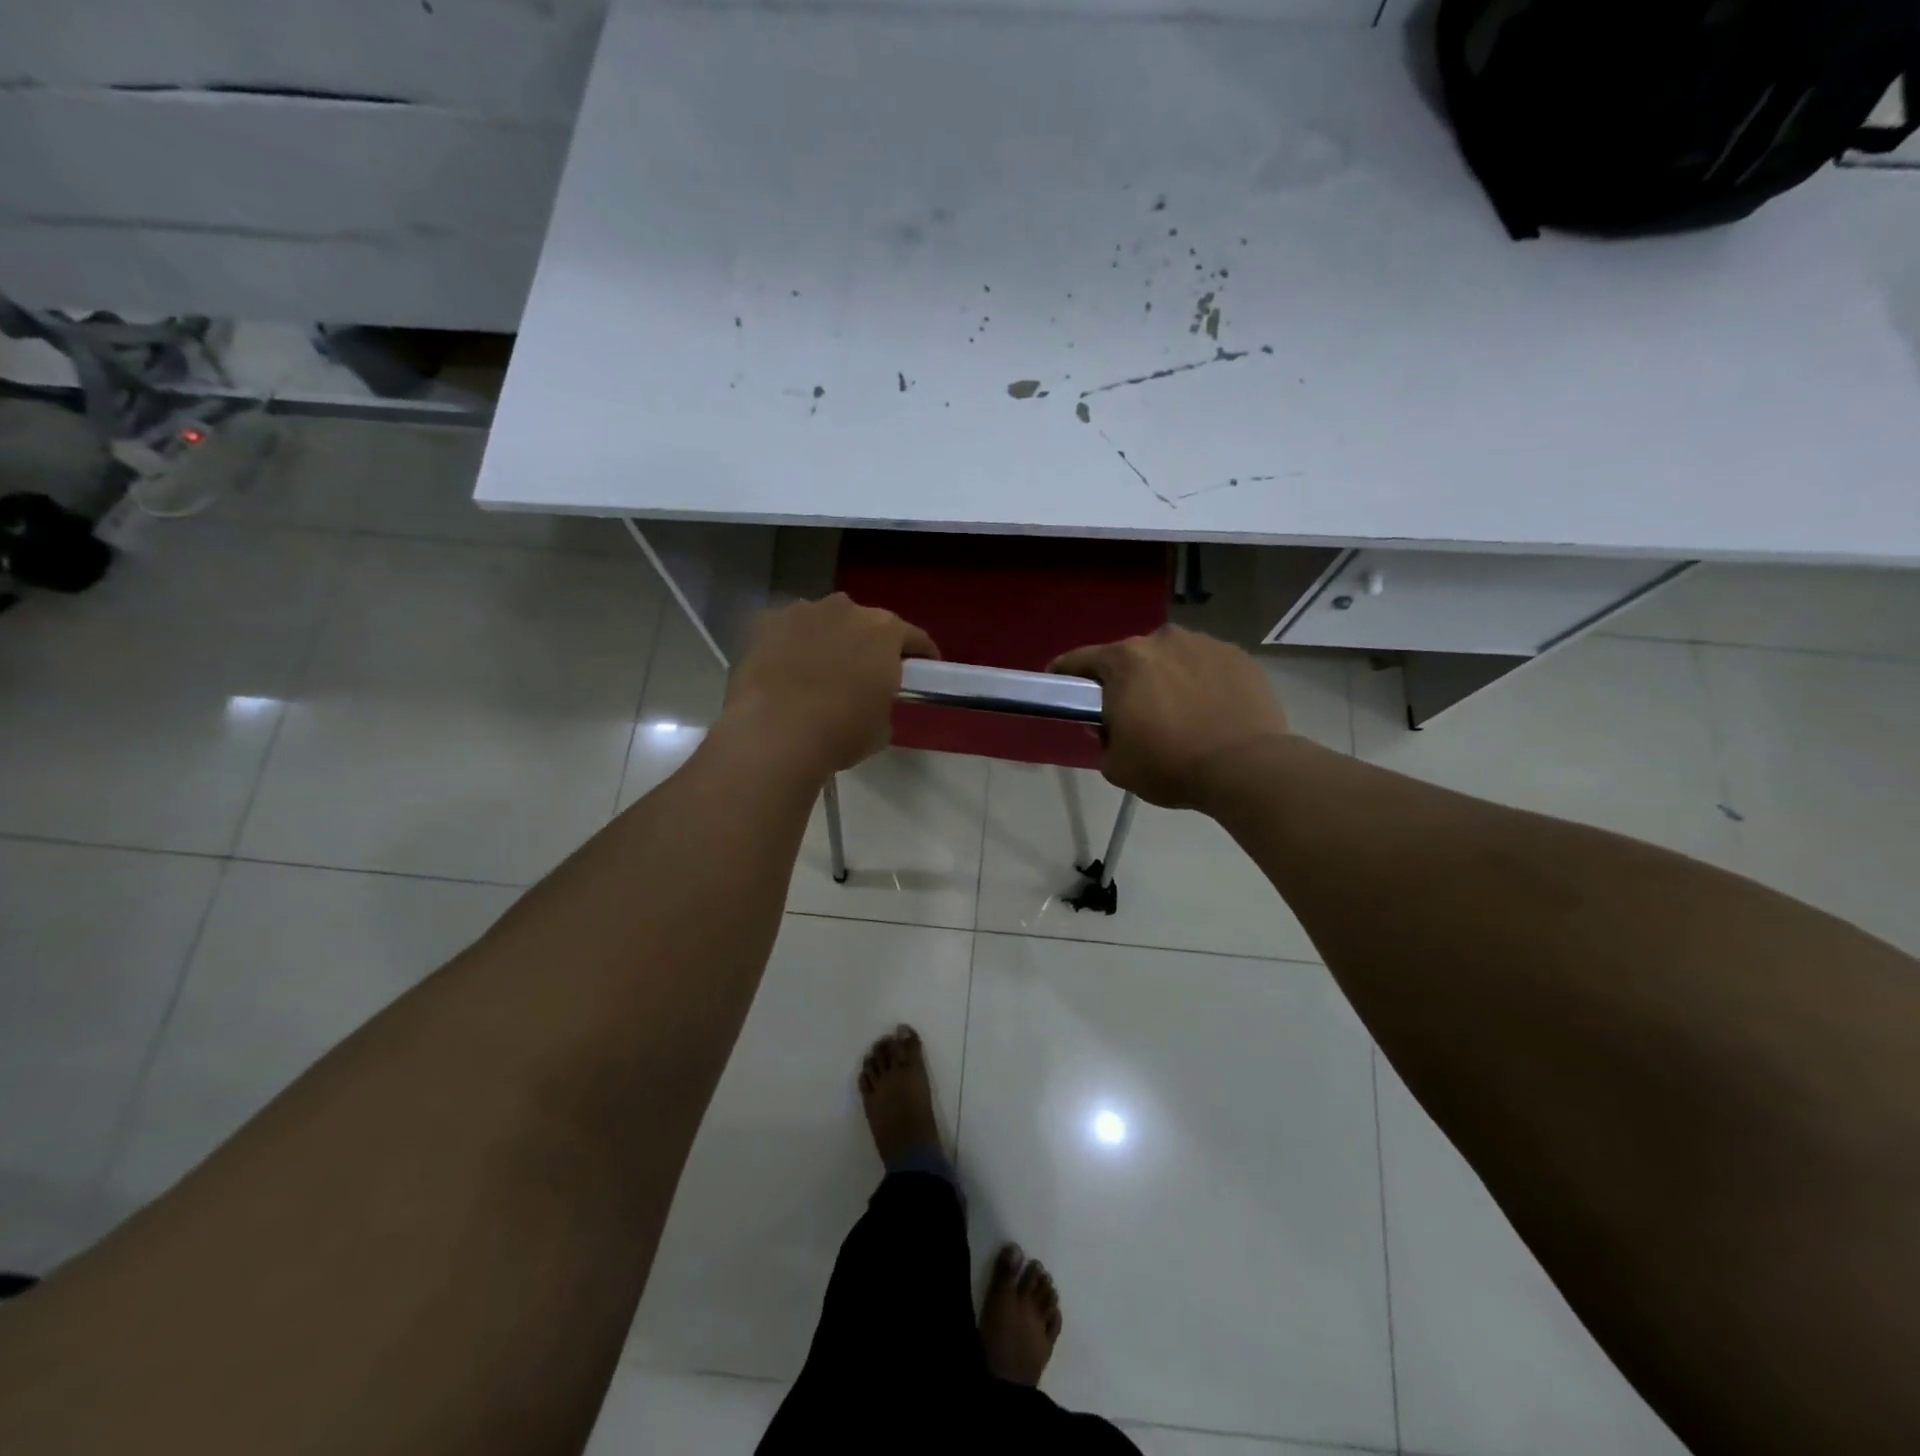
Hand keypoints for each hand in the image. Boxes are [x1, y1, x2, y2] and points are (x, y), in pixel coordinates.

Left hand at [721, 594, 938, 779]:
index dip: (922, 655)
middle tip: (866, 675)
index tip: (924, 670)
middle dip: (869, 645)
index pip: (914, 637)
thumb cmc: (841, 732)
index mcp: (885, 630)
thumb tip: (870, 701)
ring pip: (824, 622)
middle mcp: (846, 609)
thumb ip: (883, 701)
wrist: (775, 733)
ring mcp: (802, 611)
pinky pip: (787, 632)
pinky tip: (785, 672)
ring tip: (820, 673)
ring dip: (828, 640)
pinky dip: (791, 646)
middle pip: (866, 623)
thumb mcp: (881, 727)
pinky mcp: (765, 624)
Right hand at [1051, 625, 1288, 809]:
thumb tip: (1110, 725)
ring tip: (1178, 712)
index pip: (1080, 660)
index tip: (1058, 682)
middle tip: (1130, 712)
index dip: (1065, 673)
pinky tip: (1209, 710)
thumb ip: (1103, 739)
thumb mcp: (1116, 765)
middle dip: (1125, 680)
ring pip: (1172, 658)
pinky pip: (1207, 666)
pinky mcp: (1238, 656)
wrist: (1246, 767)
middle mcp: (1162, 640)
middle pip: (1131, 657)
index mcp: (1124, 661)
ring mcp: (1204, 644)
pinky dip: (1201, 681)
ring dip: (1167, 677)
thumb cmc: (1170, 765)